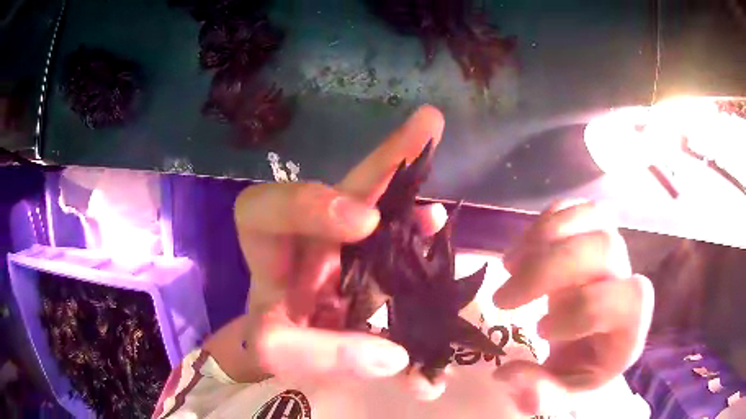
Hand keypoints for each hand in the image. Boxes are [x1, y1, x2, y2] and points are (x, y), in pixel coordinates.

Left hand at [231, 105, 447, 383]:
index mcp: (269, 256)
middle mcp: (308, 238)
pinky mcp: (371, 258)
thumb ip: (321, 357)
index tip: (366, 222)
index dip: (309, 204)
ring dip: (404, 171)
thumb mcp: (282, 353)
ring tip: (433, 130)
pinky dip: (419, 224)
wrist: (294, 352)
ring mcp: (344, 245)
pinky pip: (396, 231)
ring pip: (372, 197)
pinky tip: (438, 221)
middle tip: (427, 125)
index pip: (262, 211)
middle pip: (339, 185)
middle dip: (381, 159)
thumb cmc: (278, 343)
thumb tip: (392, 356)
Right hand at [492, 200, 654, 415]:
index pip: (618, 301)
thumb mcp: (563, 394)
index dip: (579, 310)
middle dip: (547, 269)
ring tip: (510, 265)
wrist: (589, 344)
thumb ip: (541, 394)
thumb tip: (507, 376)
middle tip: (503, 298)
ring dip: (544, 237)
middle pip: (603, 248)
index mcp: (629, 327)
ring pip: (594, 217)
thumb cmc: (579, 370)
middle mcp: (627, 281)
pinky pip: (579, 208)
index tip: (539, 328)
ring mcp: (613, 253)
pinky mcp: (595, 234)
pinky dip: (547, 221)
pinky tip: (526, 247)